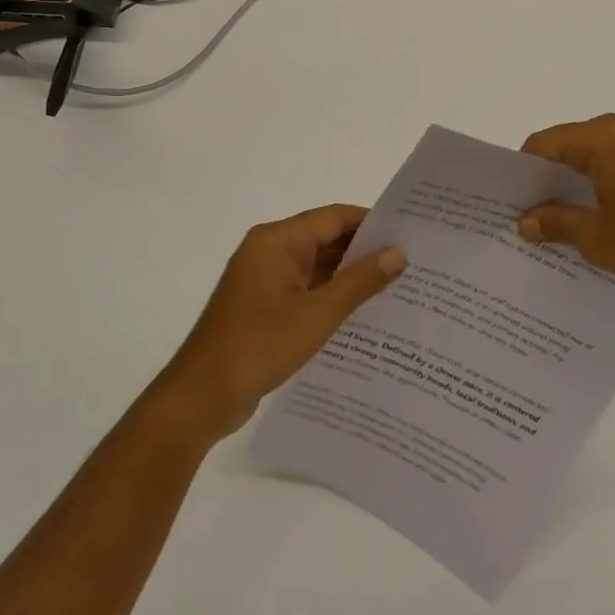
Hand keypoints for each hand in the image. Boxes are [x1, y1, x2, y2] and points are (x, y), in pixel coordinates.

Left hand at [157, 204, 405, 440]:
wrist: (202, 397)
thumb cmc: (259, 345)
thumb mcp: (318, 313)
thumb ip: (359, 281)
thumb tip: (397, 253)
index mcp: (277, 240)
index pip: (333, 217)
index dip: (371, 223)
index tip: (409, 234)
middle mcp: (269, 252)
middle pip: (325, 240)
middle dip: (364, 252)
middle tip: (411, 264)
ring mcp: (265, 281)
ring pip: (317, 269)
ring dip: (349, 278)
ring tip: (398, 289)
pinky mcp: (264, 308)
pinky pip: (305, 292)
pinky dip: (331, 298)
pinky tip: (363, 316)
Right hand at [516, 114, 614, 307]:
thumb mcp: (597, 238)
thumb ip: (555, 223)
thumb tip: (524, 221)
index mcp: (603, 137)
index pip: (543, 144)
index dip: (522, 173)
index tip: (512, 204)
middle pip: (569, 146)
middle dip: (548, 179)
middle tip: (532, 215)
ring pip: (597, 156)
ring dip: (578, 184)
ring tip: (566, 222)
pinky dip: (605, 185)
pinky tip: (606, 219)